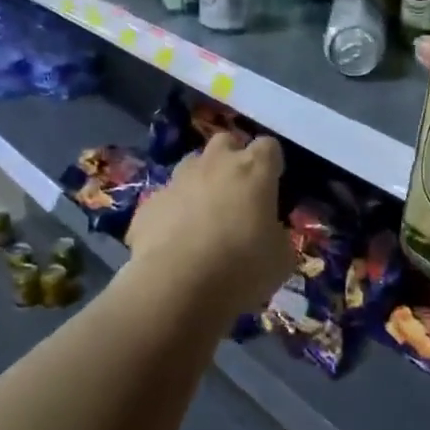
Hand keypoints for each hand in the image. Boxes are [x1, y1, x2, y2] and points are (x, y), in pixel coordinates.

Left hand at [126, 132, 294, 319]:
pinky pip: (166, 200)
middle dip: (232, 159)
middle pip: (225, 142)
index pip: (268, 146)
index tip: (273, 184)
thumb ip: (277, 234)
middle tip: (238, 191)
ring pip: (191, 166)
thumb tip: (268, 232)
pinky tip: (175, 242)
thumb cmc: (241, 267)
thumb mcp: (281, 258)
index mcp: (253, 170)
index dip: (271, 163)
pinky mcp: (148, 204)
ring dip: (201, 182)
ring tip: (205, 216)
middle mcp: (214, 164)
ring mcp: (177, 181)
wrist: (176, 287)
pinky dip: (173, 213)